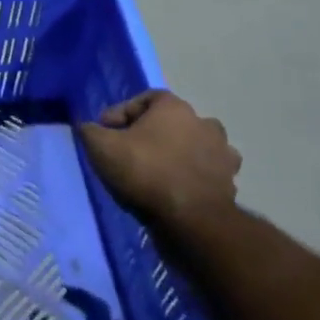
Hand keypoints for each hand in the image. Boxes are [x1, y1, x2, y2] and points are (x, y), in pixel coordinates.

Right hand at [79, 90, 240, 230]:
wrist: (190, 221)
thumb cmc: (145, 172)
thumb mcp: (101, 146)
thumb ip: (90, 131)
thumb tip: (89, 128)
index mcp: (174, 108)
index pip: (145, 99)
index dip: (122, 113)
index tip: (106, 131)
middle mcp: (204, 124)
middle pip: (172, 121)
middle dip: (152, 133)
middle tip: (132, 150)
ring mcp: (222, 155)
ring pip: (195, 146)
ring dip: (179, 154)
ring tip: (158, 171)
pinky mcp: (230, 184)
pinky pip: (207, 174)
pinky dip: (193, 178)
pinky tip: (176, 190)